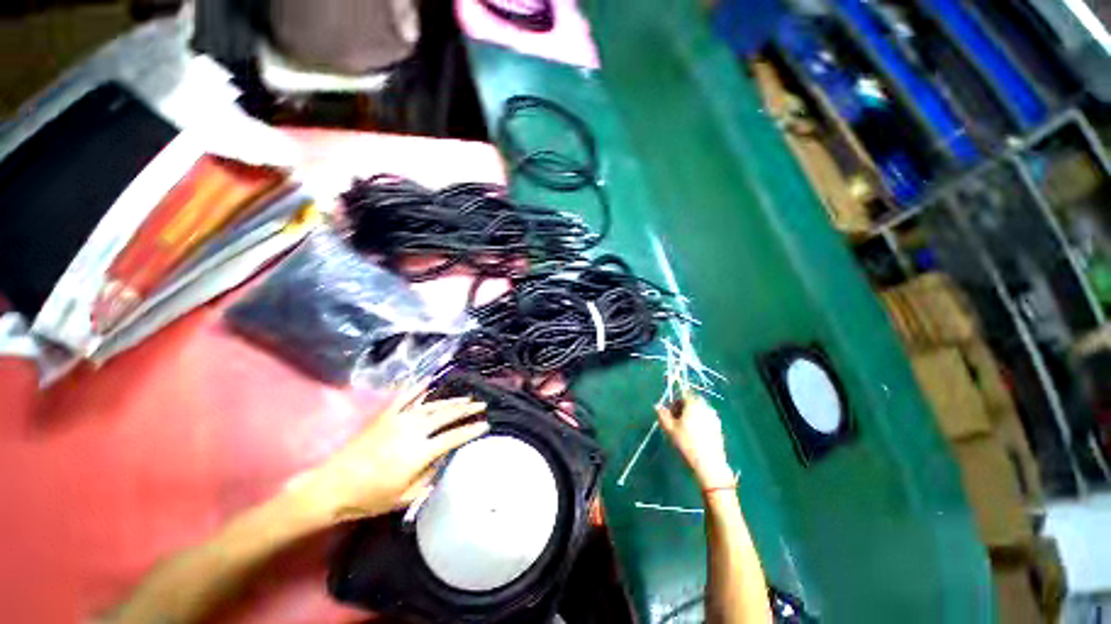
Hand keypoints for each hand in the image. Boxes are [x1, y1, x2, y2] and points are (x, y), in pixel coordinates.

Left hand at [300, 383, 488, 521]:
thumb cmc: (370, 497)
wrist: (332, 486)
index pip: (454, 436)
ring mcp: (399, 418)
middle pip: (447, 414)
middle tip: (481, 405)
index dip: (472, 430)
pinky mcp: (385, 414)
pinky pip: (405, 396)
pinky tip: (429, 381)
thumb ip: (431, 478)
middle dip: (467, 409)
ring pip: (432, 404)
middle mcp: (413, 430)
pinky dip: (418, 387)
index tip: (485, 425)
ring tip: (465, 398)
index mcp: (420, 452)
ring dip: (451, 400)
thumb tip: (447, 460)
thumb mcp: (405, 497)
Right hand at [656, 393, 734, 489]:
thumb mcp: (670, 429)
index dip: (675, 401)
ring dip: (691, 415)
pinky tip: (695, 436)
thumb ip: (663, 415)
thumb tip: (658, 406)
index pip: (683, 394)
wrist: (710, 464)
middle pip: (692, 401)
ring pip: (699, 410)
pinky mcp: (718, 428)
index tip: (670, 413)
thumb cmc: (687, 443)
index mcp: (694, 404)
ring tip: (684, 429)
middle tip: (675, 421)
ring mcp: (714, 417)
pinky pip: (706, 419)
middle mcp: (706, 407)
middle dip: (683, 408)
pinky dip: (699, 422)